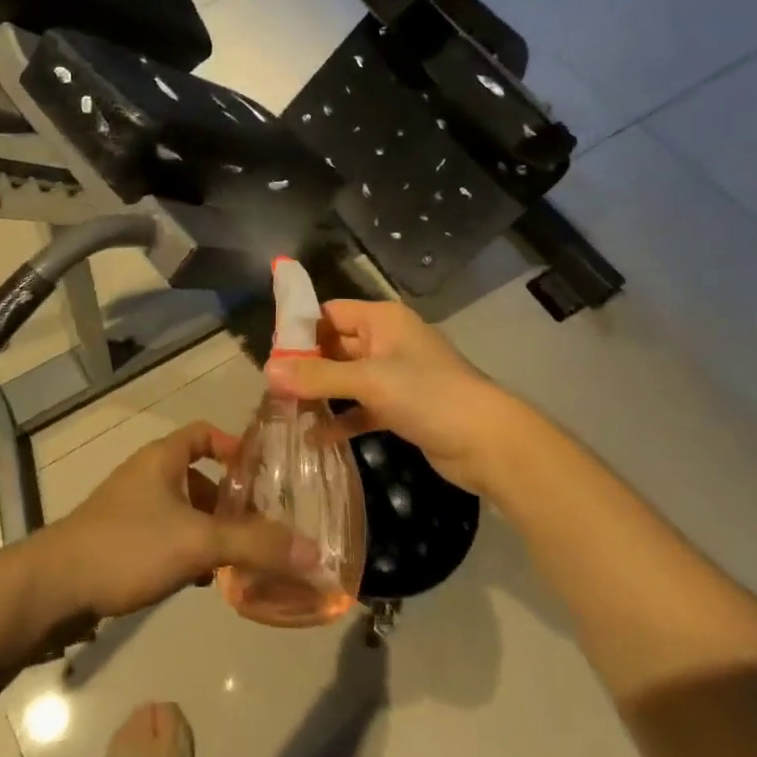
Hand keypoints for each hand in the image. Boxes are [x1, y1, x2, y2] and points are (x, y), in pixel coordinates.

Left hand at [39, 421, 318, 621]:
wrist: (55, 587)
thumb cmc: (128, 546)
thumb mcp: (197, 542)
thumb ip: (255, 545)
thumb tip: (314, 551)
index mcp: (162, 458)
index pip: (205, 433)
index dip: (235, 447)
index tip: (264, 475)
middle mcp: (147, 475)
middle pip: (198, 476)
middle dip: (230, 501)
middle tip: (262, 526)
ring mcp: (131, 508)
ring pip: (183, 510)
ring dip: (210, 531)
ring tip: (239, 558)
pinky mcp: (121, 540)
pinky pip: (166, 536)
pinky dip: (187, 550)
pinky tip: (201, 580)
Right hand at [264, 299, 518, 495]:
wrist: (488, 442)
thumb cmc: (428, 395)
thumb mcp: (369, 381)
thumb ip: (318, 377)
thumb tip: (267, 371)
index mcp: (382, 320)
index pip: (330, 313)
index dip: (300, 330)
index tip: (270, 354)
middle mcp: (387, 341)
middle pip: (336, 346)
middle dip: (306, 365)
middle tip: (270, 387)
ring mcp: (396, 376)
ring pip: (347, 379)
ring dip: (321, 394)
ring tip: (284, 411)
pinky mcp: (402, 408)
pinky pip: (362, 408)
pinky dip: (342, 419)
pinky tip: (315, 437)